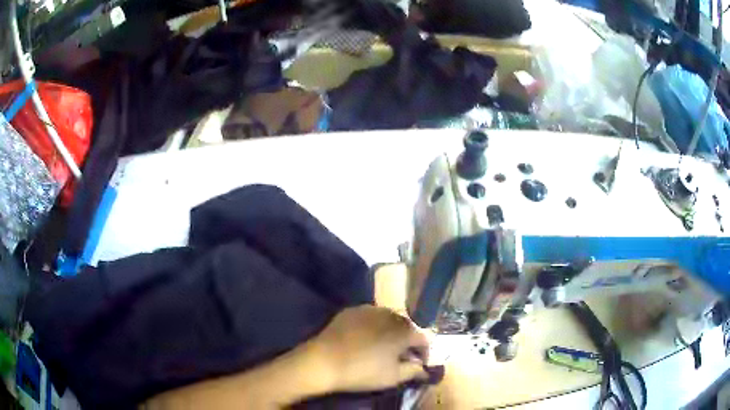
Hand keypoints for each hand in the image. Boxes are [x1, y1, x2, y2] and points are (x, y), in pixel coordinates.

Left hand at [308, 305, 430, 392]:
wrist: (324, 360)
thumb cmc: (362, 371)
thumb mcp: (393, 377)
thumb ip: (413, 371)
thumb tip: (422, 367)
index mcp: (404, 330)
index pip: (423, 339)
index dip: (423, 353)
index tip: (417, 364)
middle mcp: (390, 314)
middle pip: (406, 327)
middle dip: (407, 341)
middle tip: (400, 356)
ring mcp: (369, 309)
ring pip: (388, 320)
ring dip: (390, 332)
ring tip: (382, 347)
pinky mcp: (351, 310)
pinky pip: (369, 316)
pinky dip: (373, 326)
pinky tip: (364, 338)